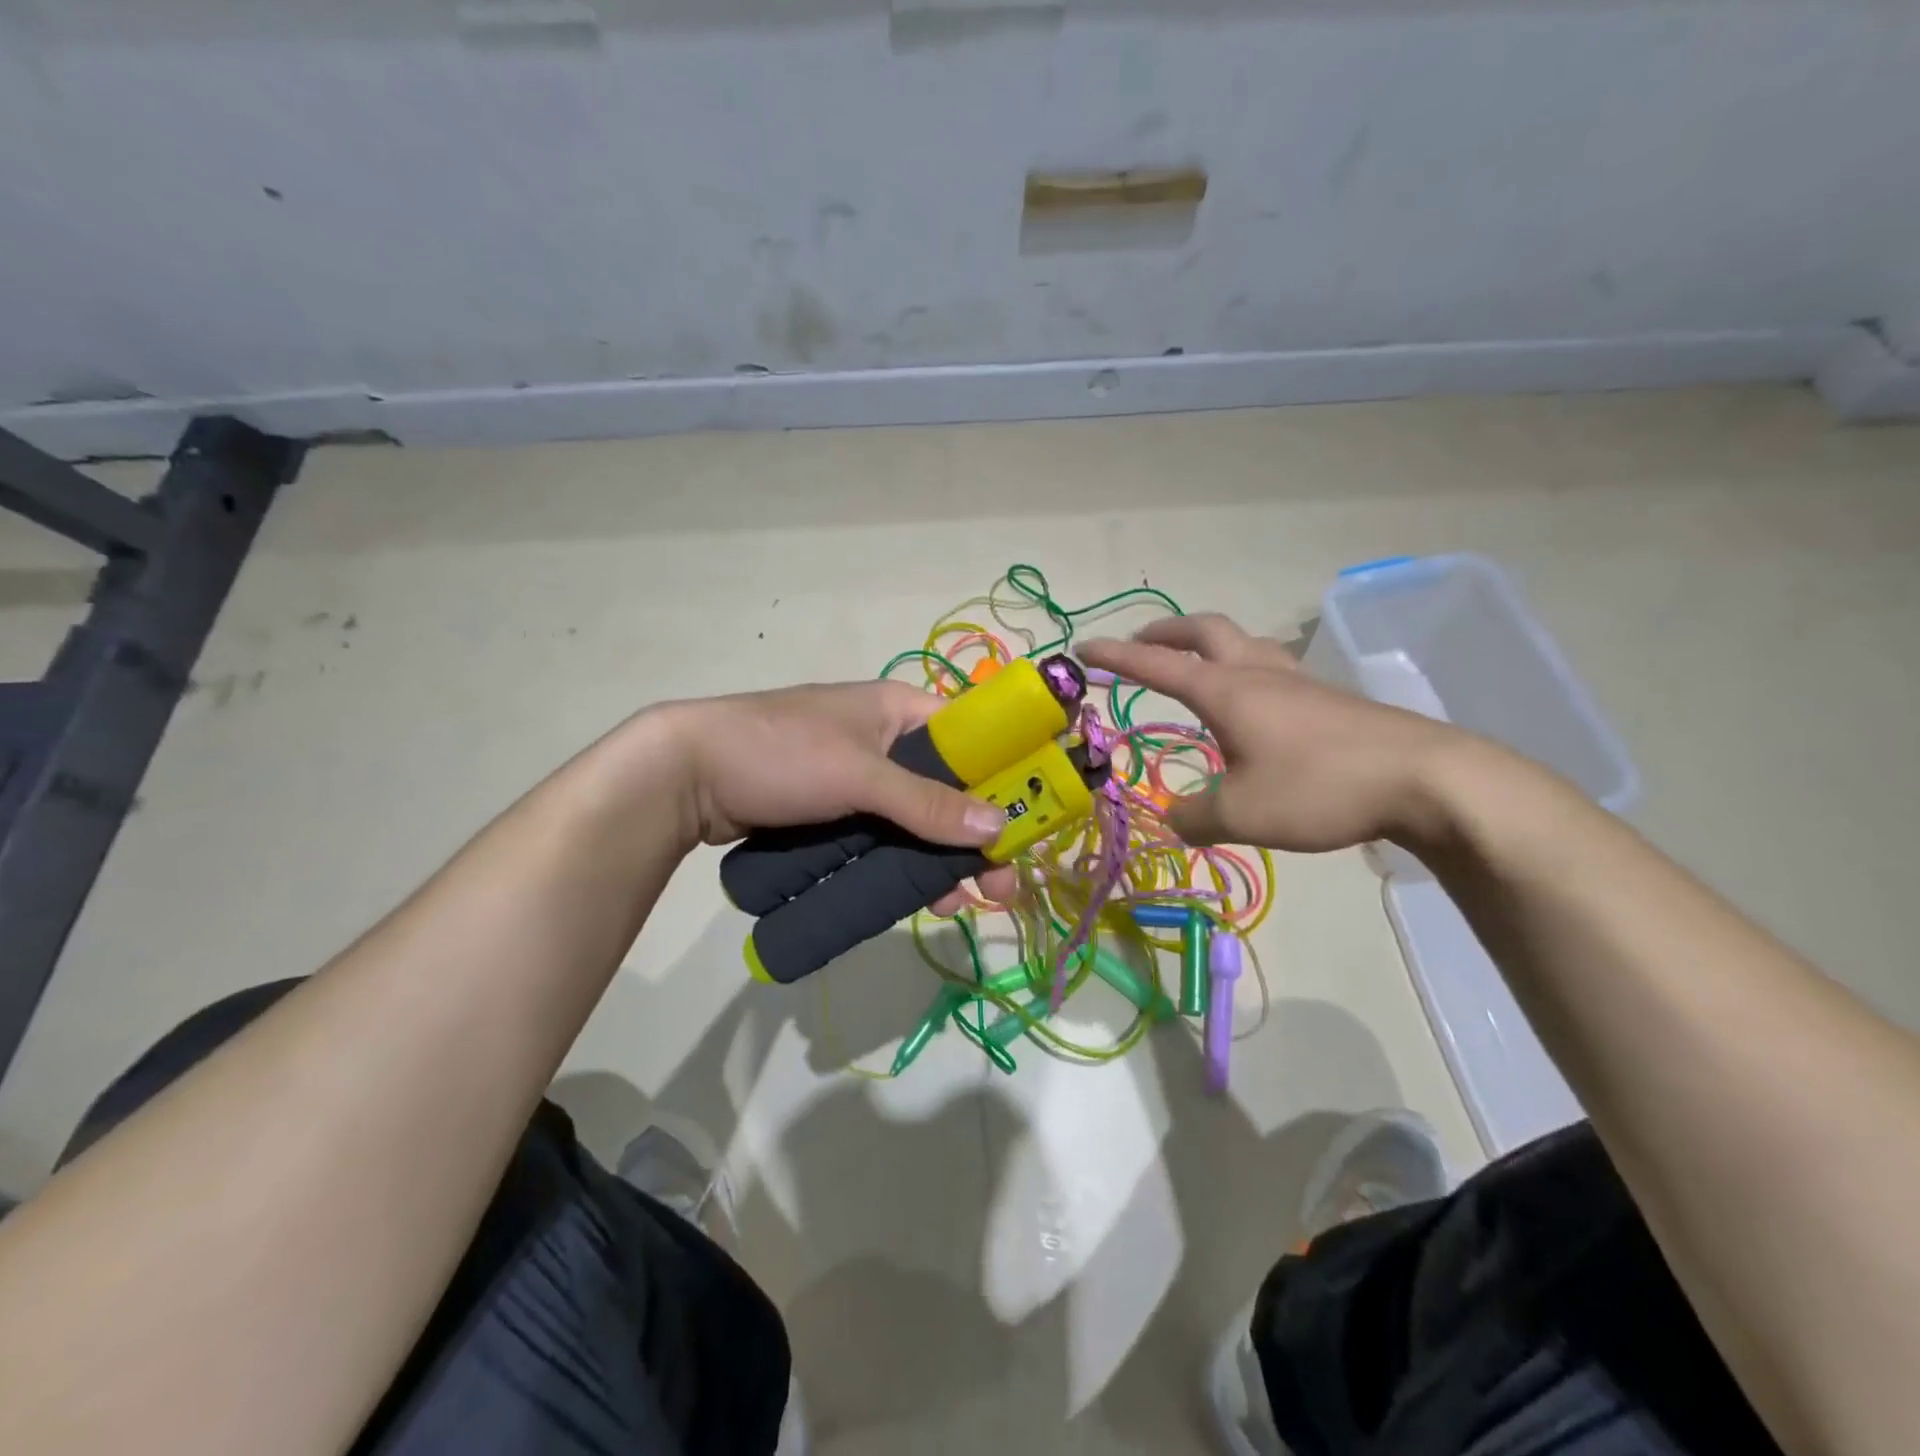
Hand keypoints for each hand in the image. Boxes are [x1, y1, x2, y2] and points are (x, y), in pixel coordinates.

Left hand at [656, 681, 1019, 912]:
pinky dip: (904, 864)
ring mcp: (859, 778)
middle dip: (974, 834)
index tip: (1024, 824)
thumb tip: (999, 826)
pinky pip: (884, 837)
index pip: (971, 736)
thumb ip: (927, 802)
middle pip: (948, 787)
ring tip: (959, 904)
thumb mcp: (859, 775)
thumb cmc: (780, 754)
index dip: (1003, 776)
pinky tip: (922, 899)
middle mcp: (886, 740)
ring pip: (917, 819)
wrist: (686, 775)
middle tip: (998, 883)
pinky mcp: (835, 811)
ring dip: (941, 858)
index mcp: (898, 709)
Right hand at [1079, 614, 1470, 853]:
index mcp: (1227, 691)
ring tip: (1195, 667)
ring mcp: (1299, 684)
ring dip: (1209, 645)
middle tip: (1141, 641)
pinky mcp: (1329, 703)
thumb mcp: (1241, 813)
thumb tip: (1175, 817)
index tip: (1084, 648)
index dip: (1116, 657)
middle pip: (1206, 631)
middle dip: (1166, 632)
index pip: (1157, 666)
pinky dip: (1244, 672)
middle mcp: (1259, 675)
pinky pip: (1273, 671)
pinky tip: (1253, 709)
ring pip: (1245, 644)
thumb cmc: (1318, 787)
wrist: (1424, 779)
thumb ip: (1195, 816)